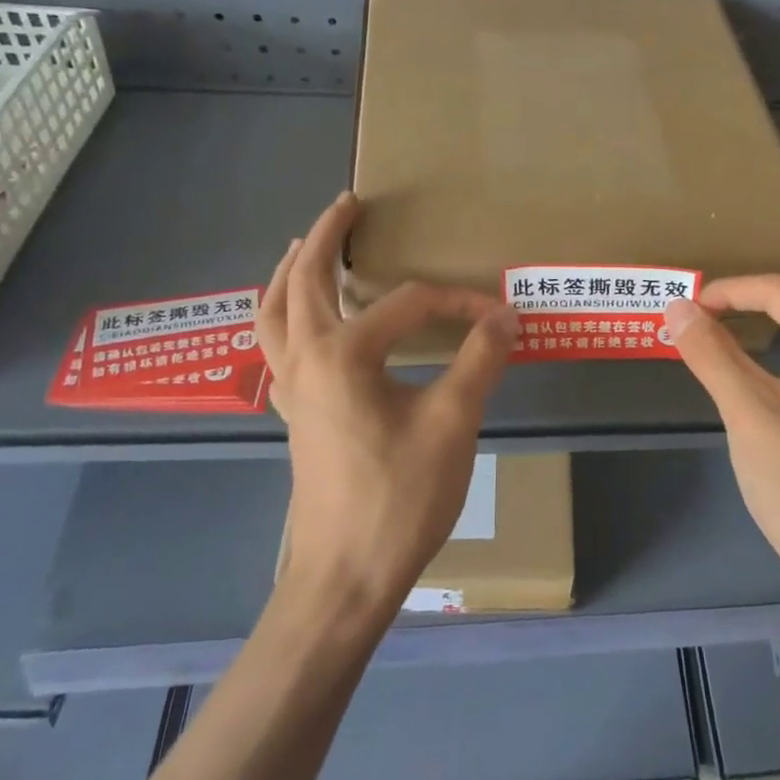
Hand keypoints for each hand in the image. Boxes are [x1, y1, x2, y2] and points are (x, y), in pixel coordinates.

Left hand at [257, 191, 520, 613]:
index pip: (407, 304)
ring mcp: (290, 388)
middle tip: (347, 204)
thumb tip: (506, 313)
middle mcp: (305, 360)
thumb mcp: (452, 423)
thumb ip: (479, 359)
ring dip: (289, 272)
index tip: (496, 316)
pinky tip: (300, 321)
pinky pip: (275, 346)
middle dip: (326, 237)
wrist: (346, 575)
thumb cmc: (400, 498)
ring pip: (274, 312)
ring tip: (304, 246)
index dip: (456, 303)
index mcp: (343, 355)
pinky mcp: (292, 412)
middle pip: (305, 281)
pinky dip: (281, 316)